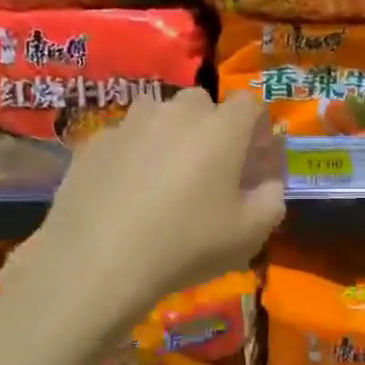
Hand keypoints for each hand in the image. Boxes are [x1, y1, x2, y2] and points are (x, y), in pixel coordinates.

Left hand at [15, 90, 284, 320]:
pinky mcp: (93, 143)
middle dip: (211, 128)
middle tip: (208, 170)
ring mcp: (130, 124)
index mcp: (221, 129)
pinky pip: (124, 139)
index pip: (250, 104)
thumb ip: (271, 200)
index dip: (256, 128)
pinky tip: (125, 193)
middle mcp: (176, 113)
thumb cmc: (187, 245)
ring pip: (158, 115)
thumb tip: (268, 184)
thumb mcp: (250, 234)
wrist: (98, 261)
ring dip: (168, 135)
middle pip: (202, 104)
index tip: (254, 160)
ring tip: (163, 177)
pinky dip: (131, 156)